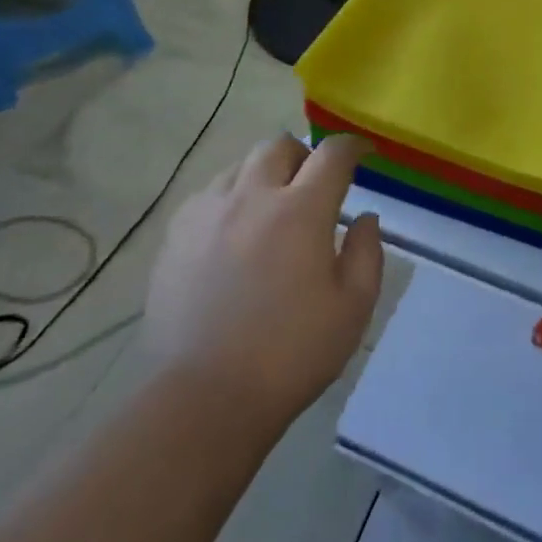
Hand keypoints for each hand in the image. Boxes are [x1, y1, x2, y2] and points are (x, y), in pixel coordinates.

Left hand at [141, 135, 382, 425]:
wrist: (204, 397)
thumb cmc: (290, 354)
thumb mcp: (352, 309)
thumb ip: (366, 253)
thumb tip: (364, 218)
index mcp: (301, 210)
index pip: (332, 154)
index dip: (352, 147)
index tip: (363, 154)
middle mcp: (252, 196)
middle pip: (279, 145)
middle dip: (304, 155)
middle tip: (314, 185)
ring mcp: (208, 212)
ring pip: (240, 165)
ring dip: (265, 175)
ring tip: (271, 209)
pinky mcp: (176, 234)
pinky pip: (208, 194)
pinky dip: (230, 199)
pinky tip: (233, 232)